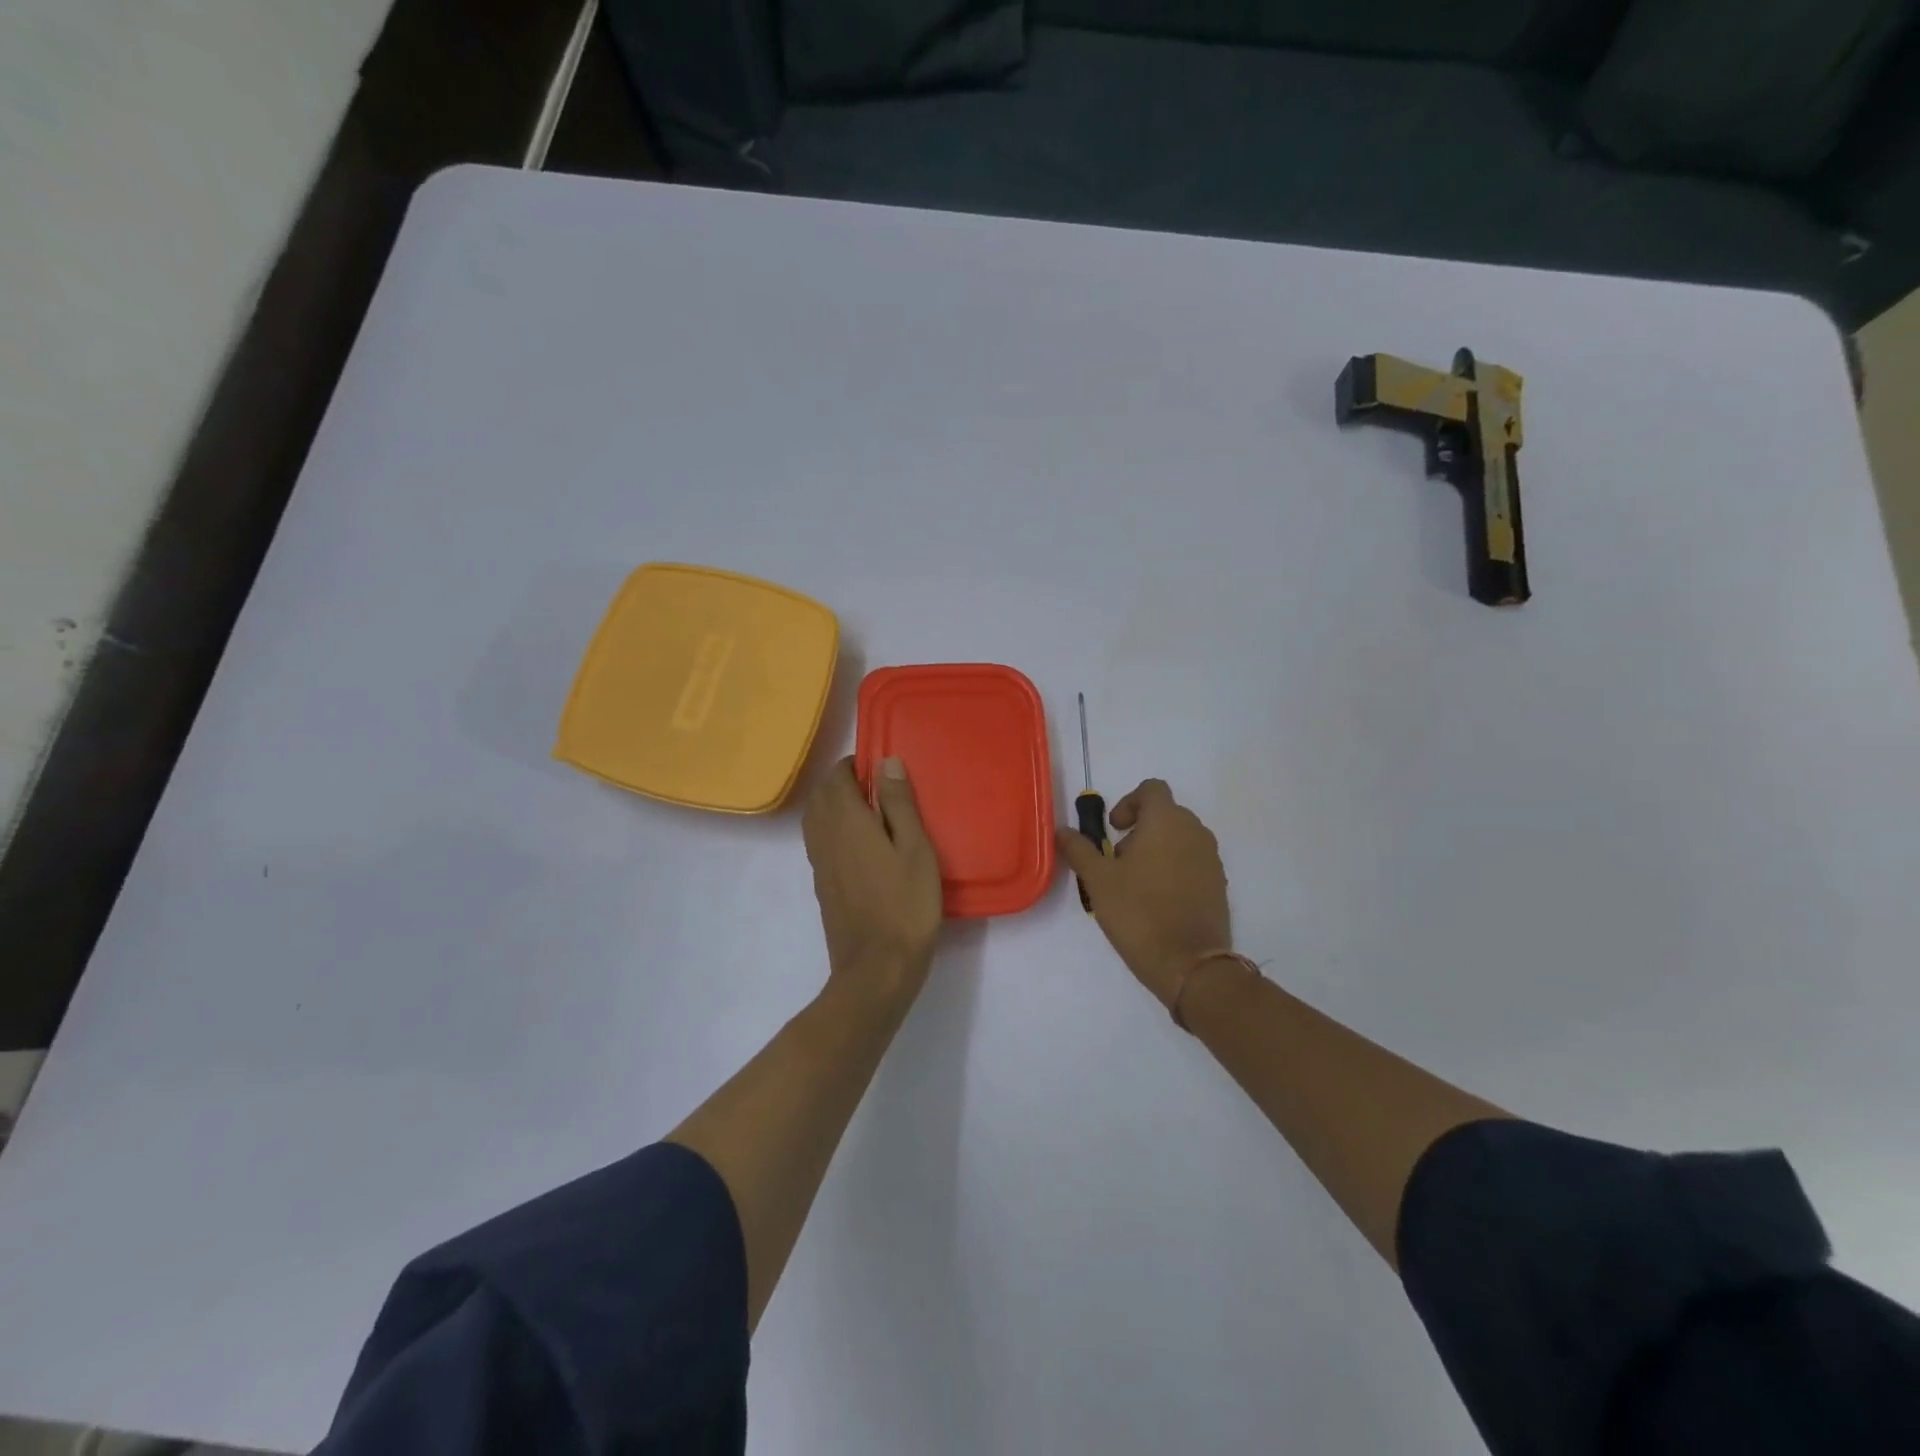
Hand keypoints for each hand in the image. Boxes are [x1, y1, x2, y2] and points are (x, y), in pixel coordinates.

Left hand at [803, 756, 942, 1007]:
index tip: (880, 767)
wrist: (876, 968)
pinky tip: (859, 844)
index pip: (837, 777)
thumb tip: (886, 762)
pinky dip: (832, 828)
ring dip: (834, 805)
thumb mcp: (915, 849)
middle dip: (842, 782)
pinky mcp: (821, 885)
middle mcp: (825, 836)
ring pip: (815, 818)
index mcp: (847, 821)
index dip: (854, 765)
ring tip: (868, 812)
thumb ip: (899, 804)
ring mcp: (819, 863)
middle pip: (821, 795)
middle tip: (878, 787)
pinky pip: (818, 841)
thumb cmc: (905, 905)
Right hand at [1056, 779, 1230, 1006]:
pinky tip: (1157, 901)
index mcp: (1166, 821)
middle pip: (1165, 814)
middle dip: (1139, 829)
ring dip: (1156, 849)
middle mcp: (1194, 831)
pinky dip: (1174, 869)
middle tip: (1118, 861)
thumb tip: (1063, 831)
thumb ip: (1079, 850)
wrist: (1190, 964)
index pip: (1151, 789)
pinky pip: (1193, 862)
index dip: (1128, 802)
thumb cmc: (1139, 912)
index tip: (1113, 830)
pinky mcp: (1219, 884)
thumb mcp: (1098, 880)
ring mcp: (1211, 858)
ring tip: (1135, 884)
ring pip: (1179, 839)